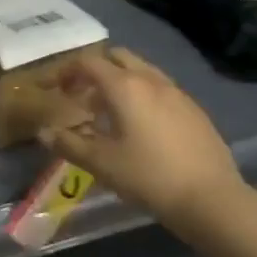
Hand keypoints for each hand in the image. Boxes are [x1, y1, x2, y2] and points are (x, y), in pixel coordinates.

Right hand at [37, 47, 249, 235]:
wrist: (211, 199)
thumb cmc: (149, 177)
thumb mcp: (102, 164)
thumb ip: (69, 144)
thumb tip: (44, 132)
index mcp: (124, 86)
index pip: (87, 63)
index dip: (64, 71)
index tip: (50, 88)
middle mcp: (150, 79)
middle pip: (116, 57)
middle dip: (94, 70)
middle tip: (80, 96)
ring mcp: (176, 92)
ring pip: (140, 71)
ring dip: (118, 81)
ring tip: (107, 112)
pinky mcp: (193, 108)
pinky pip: (159, 88)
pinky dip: (141, 94)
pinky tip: (140, 126)